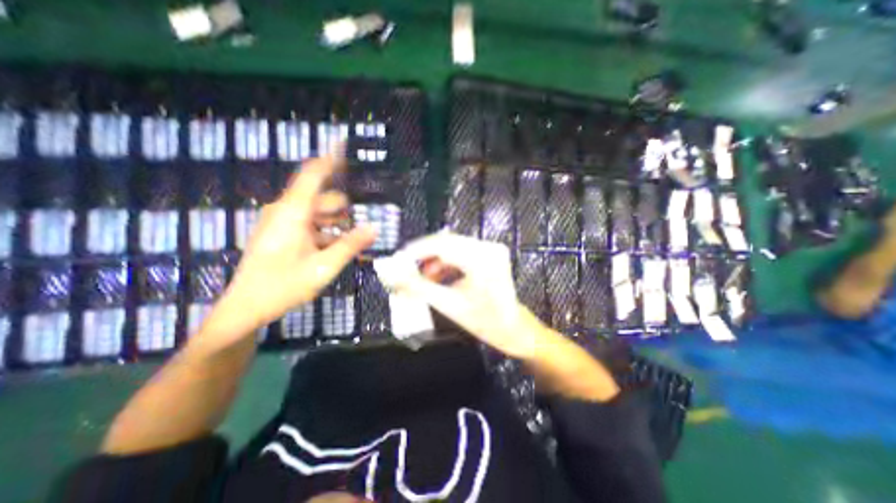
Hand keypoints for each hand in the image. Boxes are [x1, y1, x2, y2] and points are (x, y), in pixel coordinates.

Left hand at [206, 154, 375, 338]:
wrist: (245, 308)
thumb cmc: (283, 286)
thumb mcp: (324, 267)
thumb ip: (350, 245)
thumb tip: (374, 228)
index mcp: (292, 213)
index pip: (313, 174)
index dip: (330, 159)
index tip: (345, 144)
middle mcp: (286, 211)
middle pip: (322, 198)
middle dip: (345, 208)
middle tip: (366, 224)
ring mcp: (282, 223)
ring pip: (318, 213)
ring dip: (338, 223)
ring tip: (357, 241)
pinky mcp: (281, 233)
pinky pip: (310, 224)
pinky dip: (327, 232)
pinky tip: (340, 248)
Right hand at [392, 231, 546, 356]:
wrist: (514, 329)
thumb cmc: (486, 322)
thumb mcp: (448, 305)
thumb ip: (418, 288)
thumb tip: (392, 275)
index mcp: (482, 260)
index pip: (442, 245)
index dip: (417, 250)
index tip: (398, 259)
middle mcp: (488, 248)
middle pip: (446, 242)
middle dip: (424, 255)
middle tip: (406, 269)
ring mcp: (491, 249)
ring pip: (453, 246)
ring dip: (434, 260)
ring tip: (422, 278)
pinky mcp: (489, 253)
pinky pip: (461, 252)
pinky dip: (446, 262)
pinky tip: (437, 276)